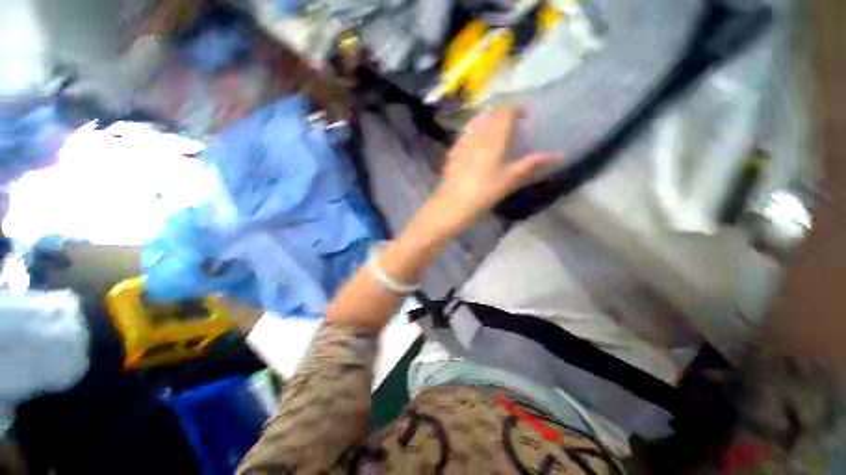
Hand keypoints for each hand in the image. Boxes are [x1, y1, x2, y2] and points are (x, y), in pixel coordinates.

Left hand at [432, 104, 560, 230]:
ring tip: (494, 131)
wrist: (453, 205)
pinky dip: (473, 132)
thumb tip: (559, 156)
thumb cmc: (484, 192)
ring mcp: (461, 143)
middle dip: (502, 113)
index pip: (505, 111)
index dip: (516, 108)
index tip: (525, 116)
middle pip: (489, 113)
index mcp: (493, 138)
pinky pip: (464, 134)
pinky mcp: (452, 153)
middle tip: (511, 123)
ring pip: (475, 122)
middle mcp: (476, 135)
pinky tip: (474, 144)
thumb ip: (532, 164)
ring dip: (487, 120)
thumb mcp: (510, 179)